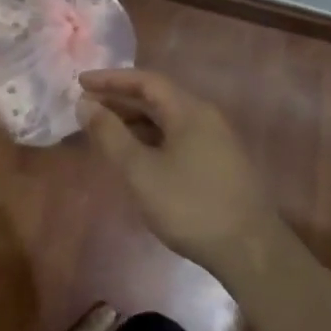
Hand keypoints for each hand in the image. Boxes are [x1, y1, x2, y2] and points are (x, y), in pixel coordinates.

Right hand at [78, 68, 279, 272]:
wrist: (250, 251)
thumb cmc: (190, 206)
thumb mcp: (141, 171)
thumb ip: (110, 135)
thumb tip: (85, 104)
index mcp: (189, 111)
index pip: (146, 81)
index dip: (111, 79)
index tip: (80, 82)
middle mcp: (205, 118)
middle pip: (157, 98)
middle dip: (120, 100)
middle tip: (86, 107)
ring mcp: (215, 142)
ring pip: (167, 120)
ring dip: (134, 121)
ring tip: (103, 131)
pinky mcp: (218, 164)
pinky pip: (176, 138)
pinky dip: (150, 139)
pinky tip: (134, 156)